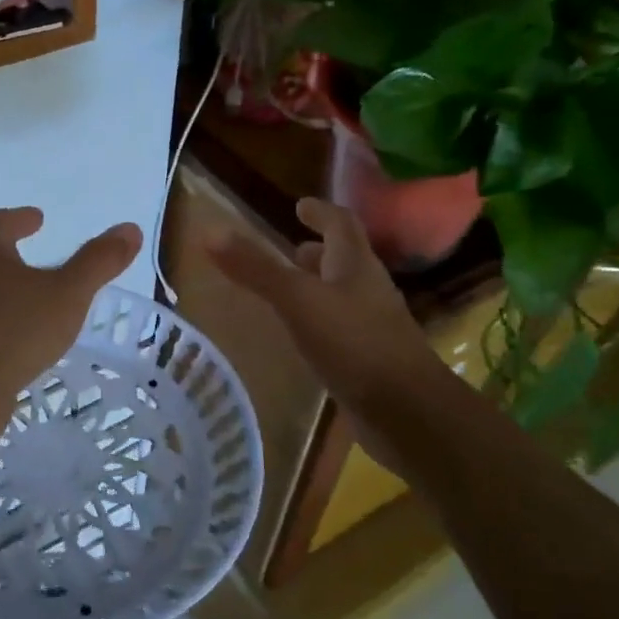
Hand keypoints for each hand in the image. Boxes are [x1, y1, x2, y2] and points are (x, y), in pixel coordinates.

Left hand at [0, 208, 142, 440]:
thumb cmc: (13, 332)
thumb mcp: (67, 294)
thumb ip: (97, 262)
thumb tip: (130, 229)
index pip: (0, 224)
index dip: (20, 218)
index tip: (37, 217)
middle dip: (10, 258)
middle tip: (38, 261)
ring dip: (6, 297)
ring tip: (34, 307)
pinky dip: (1, 331)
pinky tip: (20, 348)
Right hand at [207, 198, 437, 411]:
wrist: (408, 412)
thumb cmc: (355, 344)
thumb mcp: (298, 300)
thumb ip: (256, 268)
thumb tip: (210, 232)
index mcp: (356, 265)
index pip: (341, 224)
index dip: (321, 212)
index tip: (300, 205)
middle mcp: (368, 289)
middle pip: (344, 259)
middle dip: (318, 251)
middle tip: (291, 248)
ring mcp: (372, 326)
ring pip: (343, 294)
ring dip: (318, 285)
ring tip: (290, 287)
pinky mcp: (369, 359)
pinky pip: (340, 328)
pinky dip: (319, 321)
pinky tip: (301, 335)